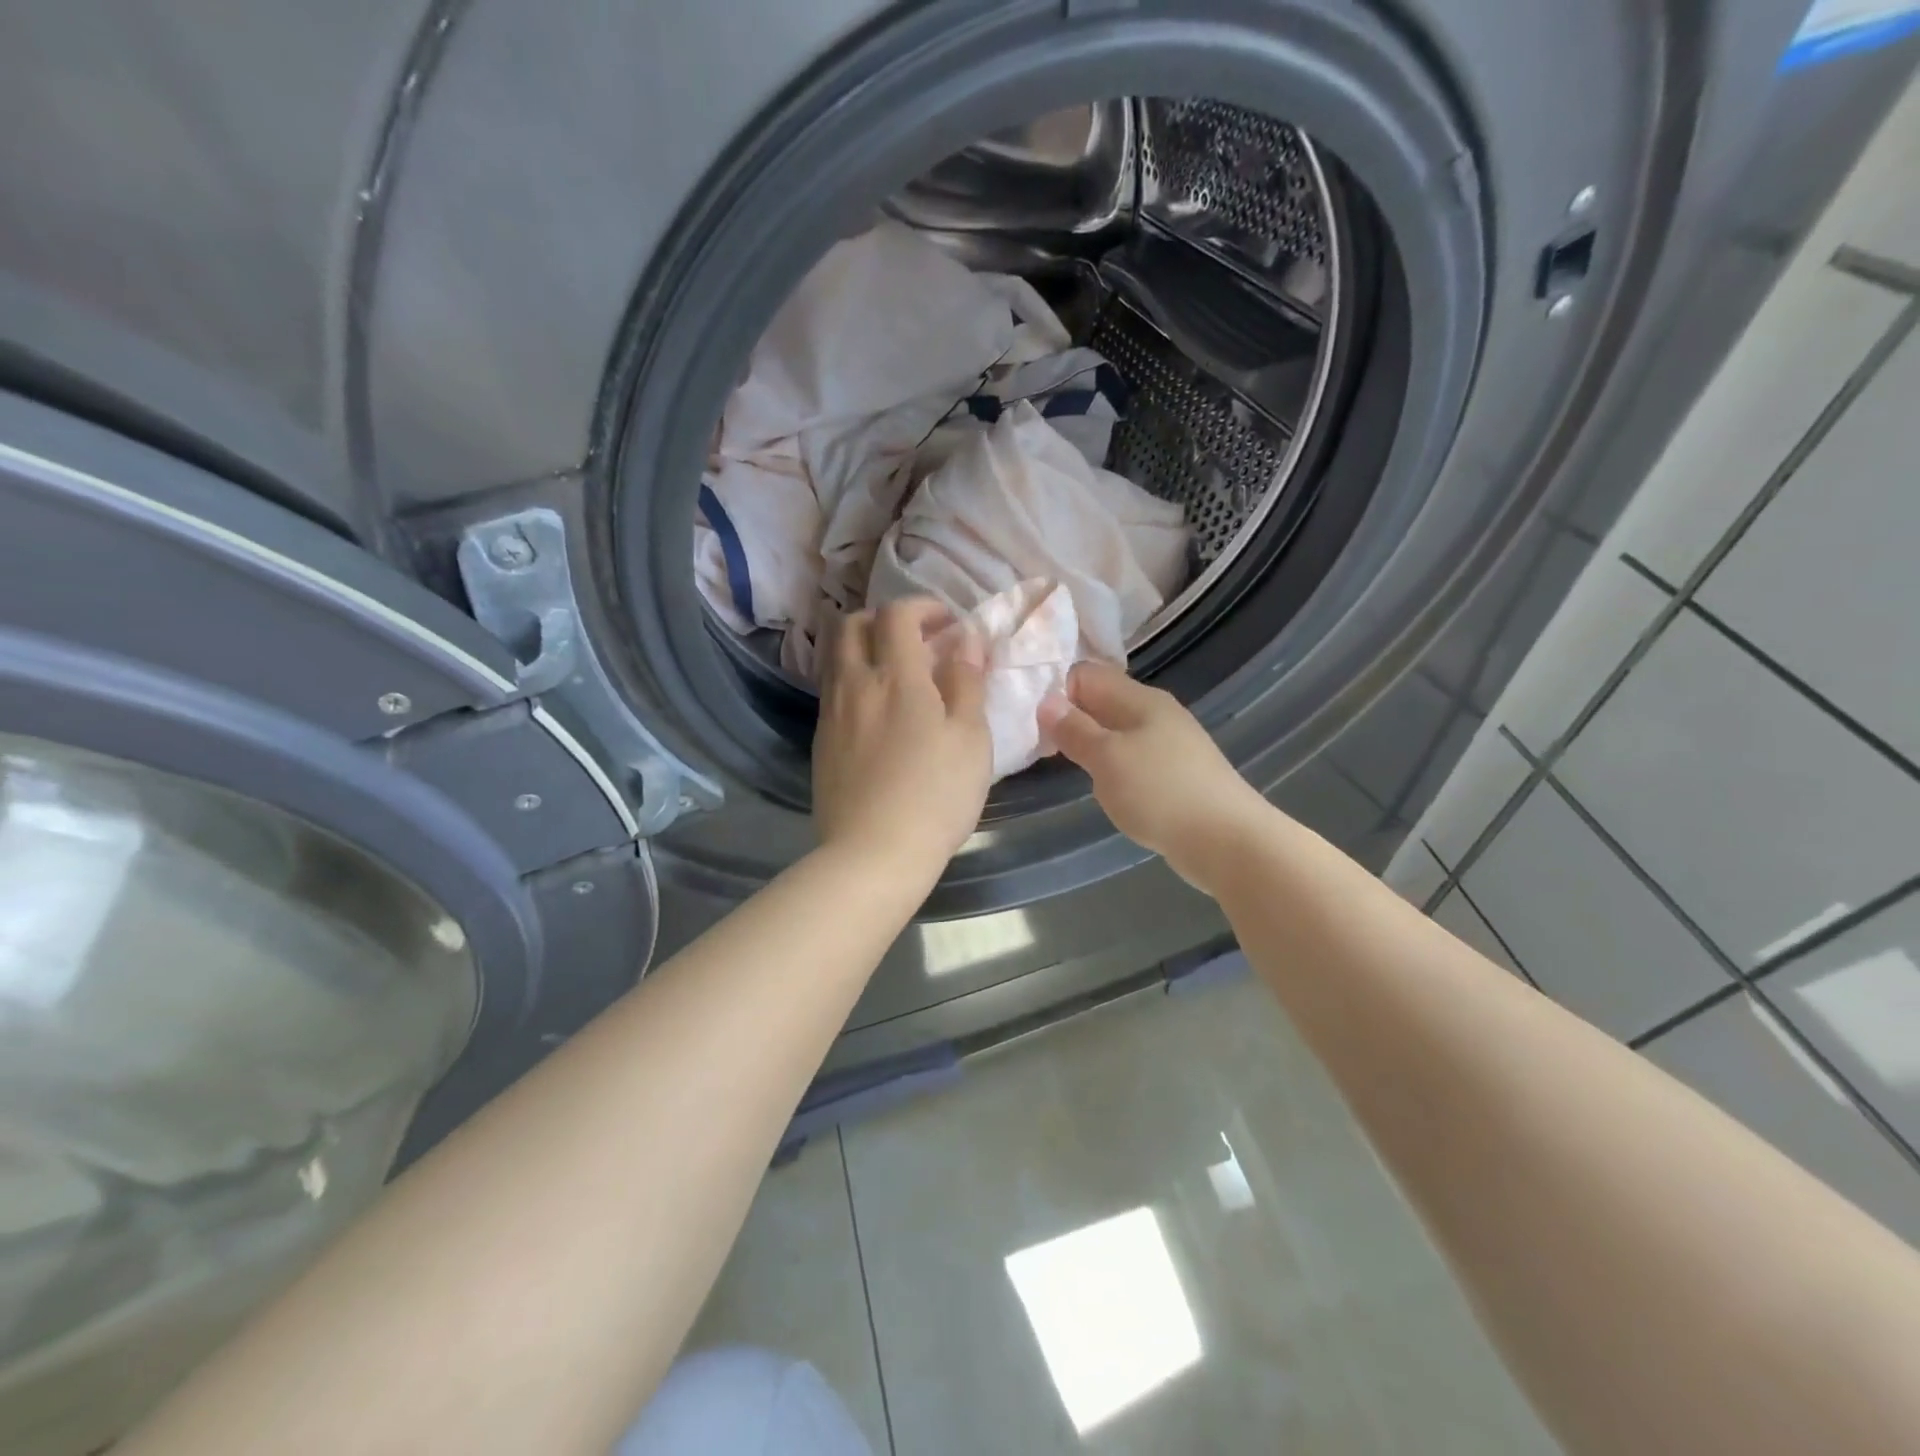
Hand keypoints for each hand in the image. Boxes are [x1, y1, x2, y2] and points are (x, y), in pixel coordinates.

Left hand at [813, 598, 992, 877]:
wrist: (873, 853)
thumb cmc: (936, 795)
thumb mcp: (971, 738)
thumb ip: (967, 682)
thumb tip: (966, 640)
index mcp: (897, 677)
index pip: (898, 614)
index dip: (923, 607)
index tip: (948, 625)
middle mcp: (855, 684)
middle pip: (852, 625)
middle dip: (884, 619)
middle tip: (915, 639)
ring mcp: (831, 713)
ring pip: (836, 657)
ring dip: (863, 647)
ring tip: (895, 672)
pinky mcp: (820, 742)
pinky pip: (832, 690)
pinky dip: (853, 679)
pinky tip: (876, 709)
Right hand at [1039, 662, 1269, 895]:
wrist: (1228, 841)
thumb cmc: (1160, 793)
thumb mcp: (1107, 758)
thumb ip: (1074, 729)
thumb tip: (1045, 701)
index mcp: (1140, 699)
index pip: (1087, 674)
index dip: (1057, 690)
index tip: (1031, 719)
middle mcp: (1156, 713)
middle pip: (1102, 701)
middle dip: (1070, 718)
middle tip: (1038, 744)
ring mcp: (1171, 744)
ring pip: (1117, 732)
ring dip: (1091, 745)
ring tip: (1065, 766)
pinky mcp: (1177, 774)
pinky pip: (1133, 758)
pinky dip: (1113, 767)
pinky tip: (1105, 788)